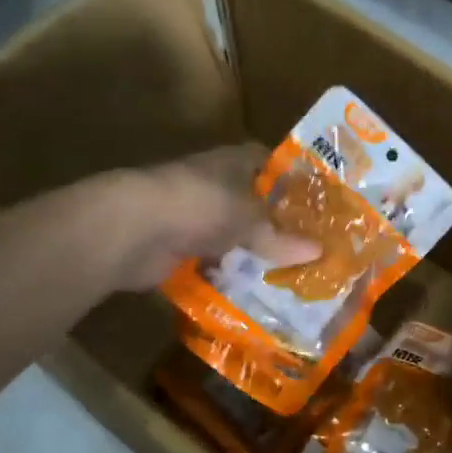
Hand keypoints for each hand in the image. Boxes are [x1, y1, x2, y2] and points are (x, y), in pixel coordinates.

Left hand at [100, 145, 320, 291]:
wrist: (132, 230)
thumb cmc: (198, 206)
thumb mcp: (248, 219)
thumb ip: (281, 236)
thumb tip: (319, 251)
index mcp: (231, 162)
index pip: (268, 162)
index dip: (292, 180)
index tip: (318, 204)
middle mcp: (213, 184)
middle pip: (251, 202)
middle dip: (276, 223)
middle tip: (312, 246)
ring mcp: (193, 216)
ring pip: (232, 233)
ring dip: (252, 251)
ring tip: (291, 273)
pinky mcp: (178, 246)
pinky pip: (213, 261)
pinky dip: (228, 274)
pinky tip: (255, 290)